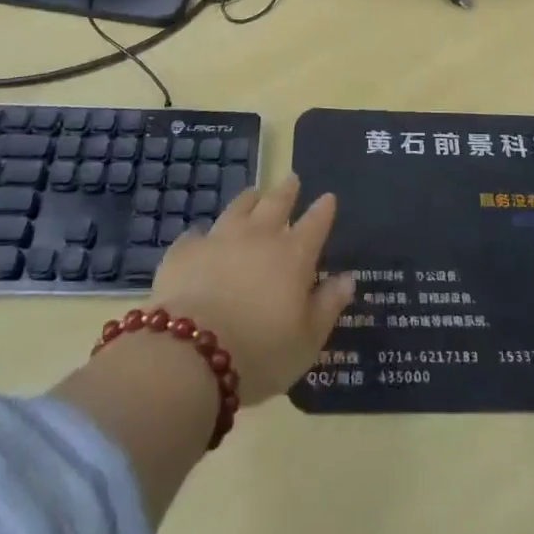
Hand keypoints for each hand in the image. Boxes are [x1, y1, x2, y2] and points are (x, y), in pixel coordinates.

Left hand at [149, 174, 355, 405]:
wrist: (189, 355)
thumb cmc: (259, 354)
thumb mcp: (307, 341)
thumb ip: (328, 306)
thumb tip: (347, 278)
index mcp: (293, 256)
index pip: (314, 224)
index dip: (323, 210)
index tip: (328, 197)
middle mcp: (259, 237)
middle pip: (276, 204)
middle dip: (287, 191)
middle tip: (292, 178)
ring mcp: (219, 239)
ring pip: (238, 208)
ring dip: (249, 199)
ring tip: (254, 193)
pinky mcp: (185, 251)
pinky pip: (197, 234)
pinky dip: (203, 234)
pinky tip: (201, 237)